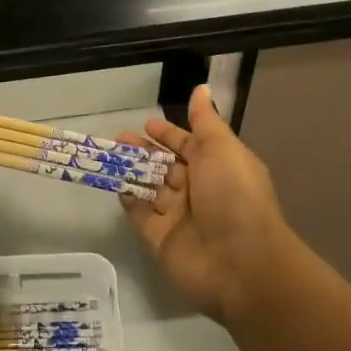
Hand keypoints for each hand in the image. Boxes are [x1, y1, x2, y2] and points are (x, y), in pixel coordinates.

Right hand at [120, 84, 293, 321]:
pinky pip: (140, 215)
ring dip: (132, 171)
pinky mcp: (161, 239)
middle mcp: (200, 190)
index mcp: (219, 167)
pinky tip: (115, 185)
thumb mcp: (221, 148)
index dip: (170, 134)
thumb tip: (202, 87)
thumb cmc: (233, 195)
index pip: (190, 145)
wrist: (241, 263)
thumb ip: (205, 120)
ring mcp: (180, 216)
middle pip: (167, 166)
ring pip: (151, 187)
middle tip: (119, 138)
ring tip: (109, 156)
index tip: (147, 124)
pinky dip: (129, 200)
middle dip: (144, 151)